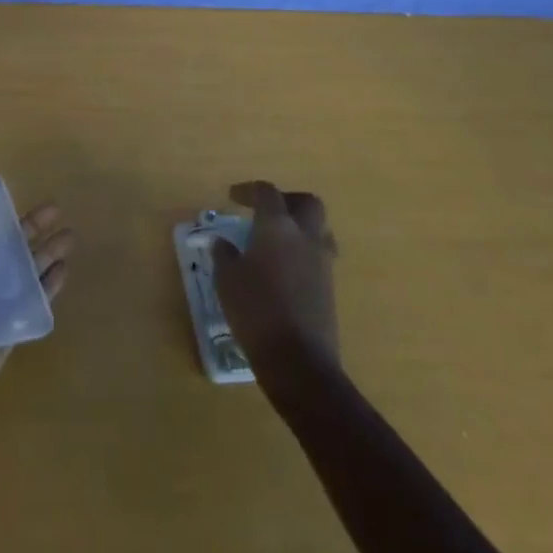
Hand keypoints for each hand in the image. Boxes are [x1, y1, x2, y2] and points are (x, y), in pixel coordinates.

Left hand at [0, 201, 73, 447]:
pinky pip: (33, 299)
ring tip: (70, 236)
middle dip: (31, 227)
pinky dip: (49, 285)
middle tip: (56, 208)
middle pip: (8, 244)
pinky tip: (65, 269)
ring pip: (26, 268)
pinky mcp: (9, 325)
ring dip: (47, 252)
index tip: (9, 193)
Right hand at [212, 181, 339, 373]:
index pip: (267, 192)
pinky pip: (319, 255)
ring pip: (318, 229)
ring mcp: (322, 262)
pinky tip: (284, 269)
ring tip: (276, 240)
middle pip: (306, 203)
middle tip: (265, 211)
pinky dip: (303, 252)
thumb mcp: (227, 280)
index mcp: (277, 226)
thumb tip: (223, 243)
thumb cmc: (256, 311)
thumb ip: (224, 255)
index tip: (233, 198)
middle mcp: (305, 236)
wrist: (299, 362)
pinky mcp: (330, 287)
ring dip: (299, 227)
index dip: (248, 190)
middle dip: (286, 200)